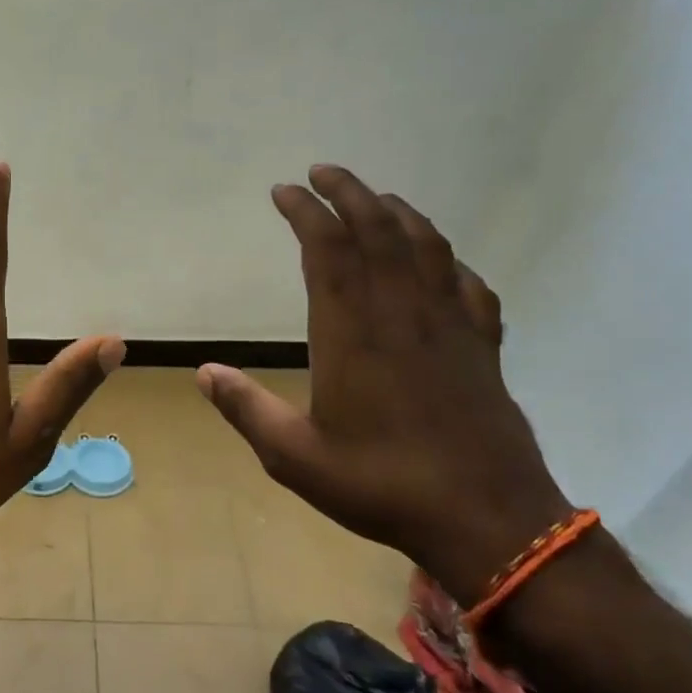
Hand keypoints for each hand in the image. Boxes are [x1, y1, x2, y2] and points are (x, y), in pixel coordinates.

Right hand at [196, 164, 570, 603]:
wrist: (487, 520)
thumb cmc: (382, 485)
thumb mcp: (295, 457)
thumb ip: (246, 409)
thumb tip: (204, 373)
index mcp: (352, 333)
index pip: (326, 250)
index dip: (304, 213)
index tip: (284, 192)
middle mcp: (401, 314)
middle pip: (378, 231)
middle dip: (348, 192)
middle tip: (322, 172)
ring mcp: (449, 326)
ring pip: (426, 247)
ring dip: (397, 212)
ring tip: (374, 198)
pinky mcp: (483, 346)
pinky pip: (468, 285)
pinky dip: (449, 260)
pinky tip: (440, 261)